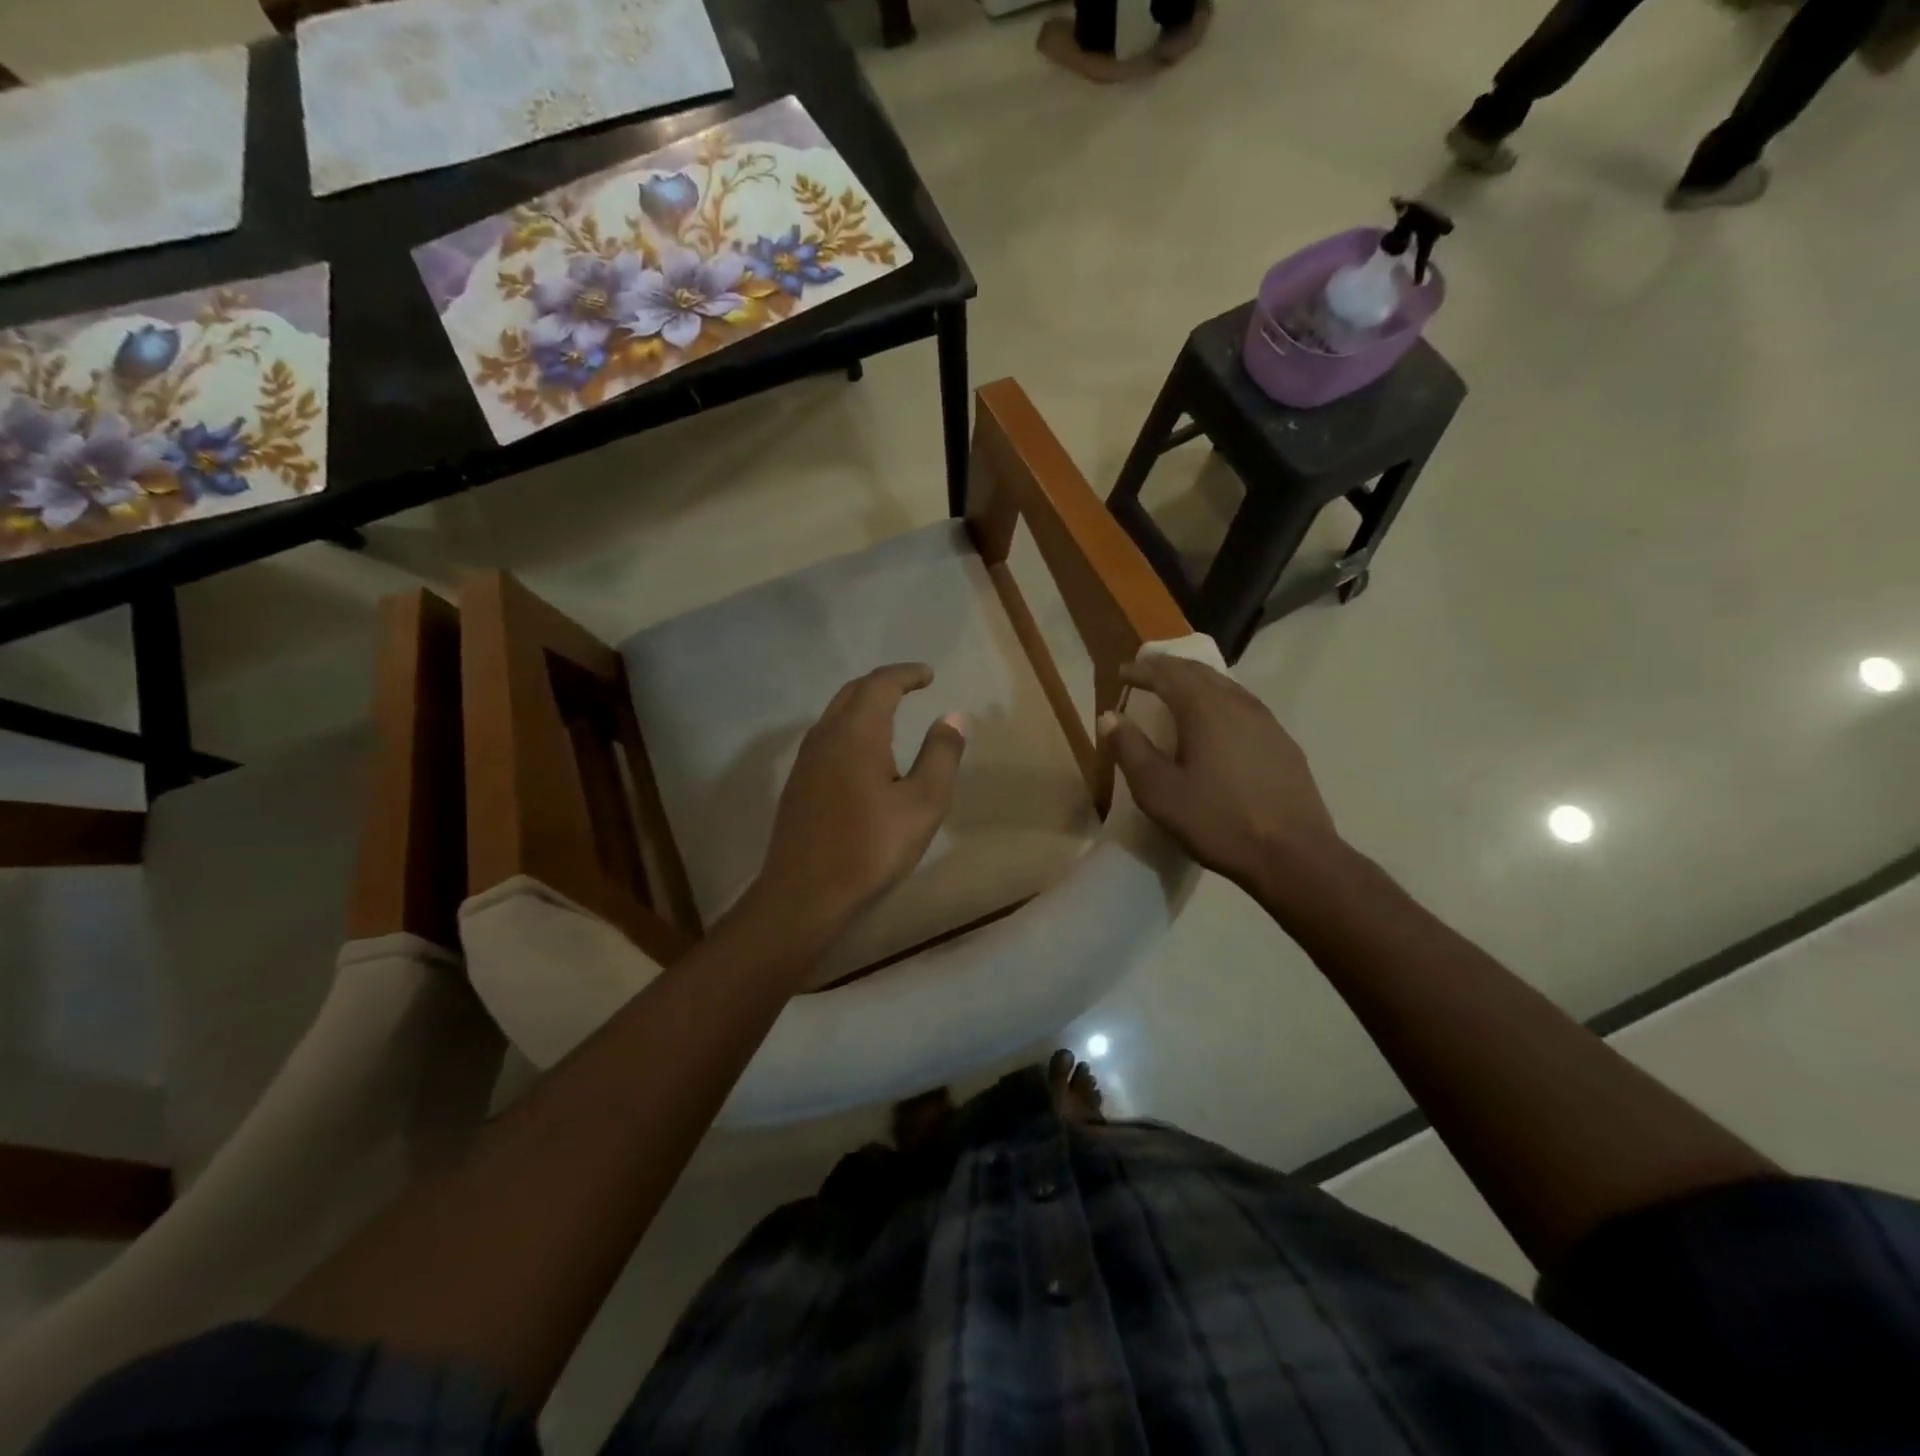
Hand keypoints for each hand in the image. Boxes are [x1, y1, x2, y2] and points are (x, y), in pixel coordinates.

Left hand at [747, 663, 966, 948]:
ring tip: (890, 711)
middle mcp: (826, 735)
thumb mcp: (923, 804)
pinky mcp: (798, 783)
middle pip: (853, 692)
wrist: (804, 893)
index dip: (906, 674)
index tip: (928, 675)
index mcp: (857, 733)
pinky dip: (850, 726)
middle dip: (883, 682)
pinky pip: (826, 736)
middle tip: (911, 685)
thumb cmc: (871, 847)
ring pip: (835, 713)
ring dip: (863, 703)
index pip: (881, 684)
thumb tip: (954, 716)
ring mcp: (806, 759)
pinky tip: (862, 750)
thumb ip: (940, 755)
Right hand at [1100, 656, 1338, 896]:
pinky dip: (1218, 702)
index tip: (1121, 672)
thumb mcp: (1159, 791)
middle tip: (1145, 673)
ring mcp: (1266, 721)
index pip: (1168, 674)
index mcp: (1206, 709)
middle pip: (1199, 672)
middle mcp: (1238, 703)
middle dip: (1169, 668)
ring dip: (1195, 682)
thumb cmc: (1218, 821)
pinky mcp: (1282, 742)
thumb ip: (1131, 750)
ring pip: (1225, 686)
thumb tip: (1110, 717)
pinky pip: (1243, 706)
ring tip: (1176, 693)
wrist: (1293, 854)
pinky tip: (1215, 723)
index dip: (1142, 670)